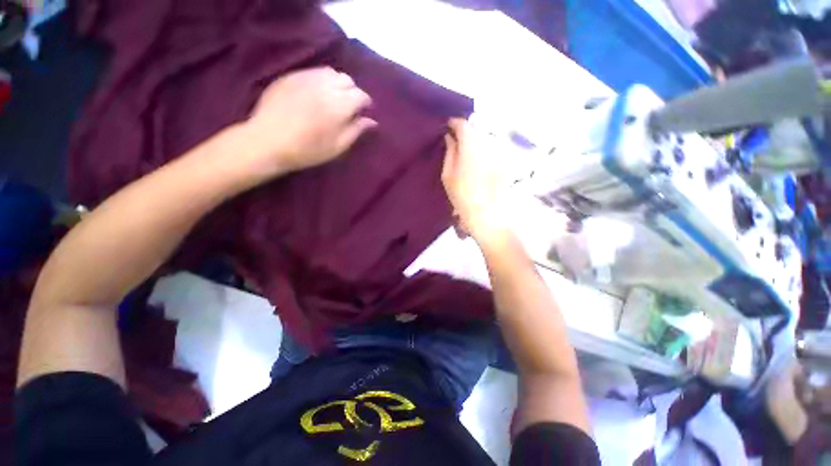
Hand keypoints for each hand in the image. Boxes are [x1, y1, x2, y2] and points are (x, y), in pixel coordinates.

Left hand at [240, 67, 375, 178]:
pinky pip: (312, 72)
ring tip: (333, 98)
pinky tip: (315, 94)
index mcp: (339, 105)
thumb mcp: (338, 147)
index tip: (364, 112)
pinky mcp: (291, 76)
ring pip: (330, 72)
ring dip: (337, 84)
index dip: (366, 103)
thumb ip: (356, 131)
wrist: (268, 142)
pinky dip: (320, 80)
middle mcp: (325, 86)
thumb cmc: (308, 150)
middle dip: (352, 92)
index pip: (361, 95)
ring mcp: (306, 78)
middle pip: (347, 80)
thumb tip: (372, 121)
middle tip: (349, 107)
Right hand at [441, 118, 509, 244]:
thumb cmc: (462, 196)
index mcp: (471, 145)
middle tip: (456, 141)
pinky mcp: (506, 160)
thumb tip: (449, 136)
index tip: (447, 127)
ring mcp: (500, 151)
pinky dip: (485, 150)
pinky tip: (479, 162)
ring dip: (476, 141)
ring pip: (486, 138)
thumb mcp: (448, 174)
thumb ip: (449, 152)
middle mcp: (488, 143)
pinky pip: (493, 148)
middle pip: (476, 129)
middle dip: (465, 132)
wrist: (487, 214)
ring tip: (467, 153)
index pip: (463, 124)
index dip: (454, 123)